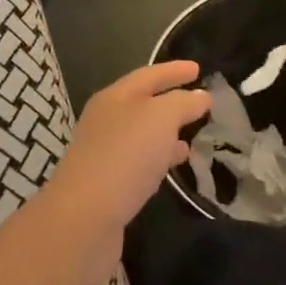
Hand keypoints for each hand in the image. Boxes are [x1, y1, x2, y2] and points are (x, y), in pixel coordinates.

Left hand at [41, 61, 210, 284]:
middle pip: (142, 103)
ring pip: (142, 134)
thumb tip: (200, 96)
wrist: (84, 217)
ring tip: (194, 137)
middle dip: (171, 101)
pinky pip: (139, 160)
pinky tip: (174, 166)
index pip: (149, 75)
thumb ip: (183, 103)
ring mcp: (104, 152)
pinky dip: (159, 157)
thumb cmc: (124, 156)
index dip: (174, 70)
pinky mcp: (108, 183)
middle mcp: (105, 120)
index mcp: (114, 97)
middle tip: (201, 102)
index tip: (199, 68)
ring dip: (167, 132)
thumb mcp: (160, 119)